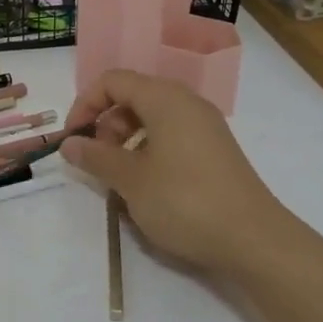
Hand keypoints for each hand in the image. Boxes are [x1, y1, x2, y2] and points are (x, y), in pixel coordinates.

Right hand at [63, 68, 299, 279]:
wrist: (254, 240)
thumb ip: (95, 157)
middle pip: (132, 96)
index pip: (113, 81)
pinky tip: (146, 184)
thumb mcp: (131, 180)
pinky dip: (148, 150)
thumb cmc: (185, 201)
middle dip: (105, 124)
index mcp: (165, 98)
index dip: (85, 104)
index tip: (72, 139)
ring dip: (125, 140)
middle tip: (97, 160)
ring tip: (119, 176)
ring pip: (151, 118)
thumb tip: (68, 144)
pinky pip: (171, 135)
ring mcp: (204, 126)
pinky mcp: (214, 150)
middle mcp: (186, 103)